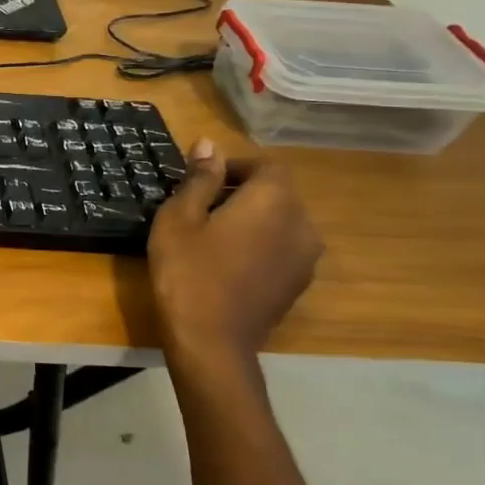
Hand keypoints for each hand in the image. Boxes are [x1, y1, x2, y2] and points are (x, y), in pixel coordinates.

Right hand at [148, 139, 322, 370]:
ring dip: (252, 219)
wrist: (212, 340)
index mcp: (273, 200)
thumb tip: (209, 144)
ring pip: (280, 221)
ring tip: (212, 235)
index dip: (234, 166)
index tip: (200, 179)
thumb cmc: (188, 270)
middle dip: (241, 192)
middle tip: (199, 207)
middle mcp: (301, 223)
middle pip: (277, 192)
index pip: (266, 165)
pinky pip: (282, 248)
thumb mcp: (179, 218)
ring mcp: (305, 257)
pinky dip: (259, 244)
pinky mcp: (299, 283)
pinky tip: (227, 262)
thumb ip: (199, 179)